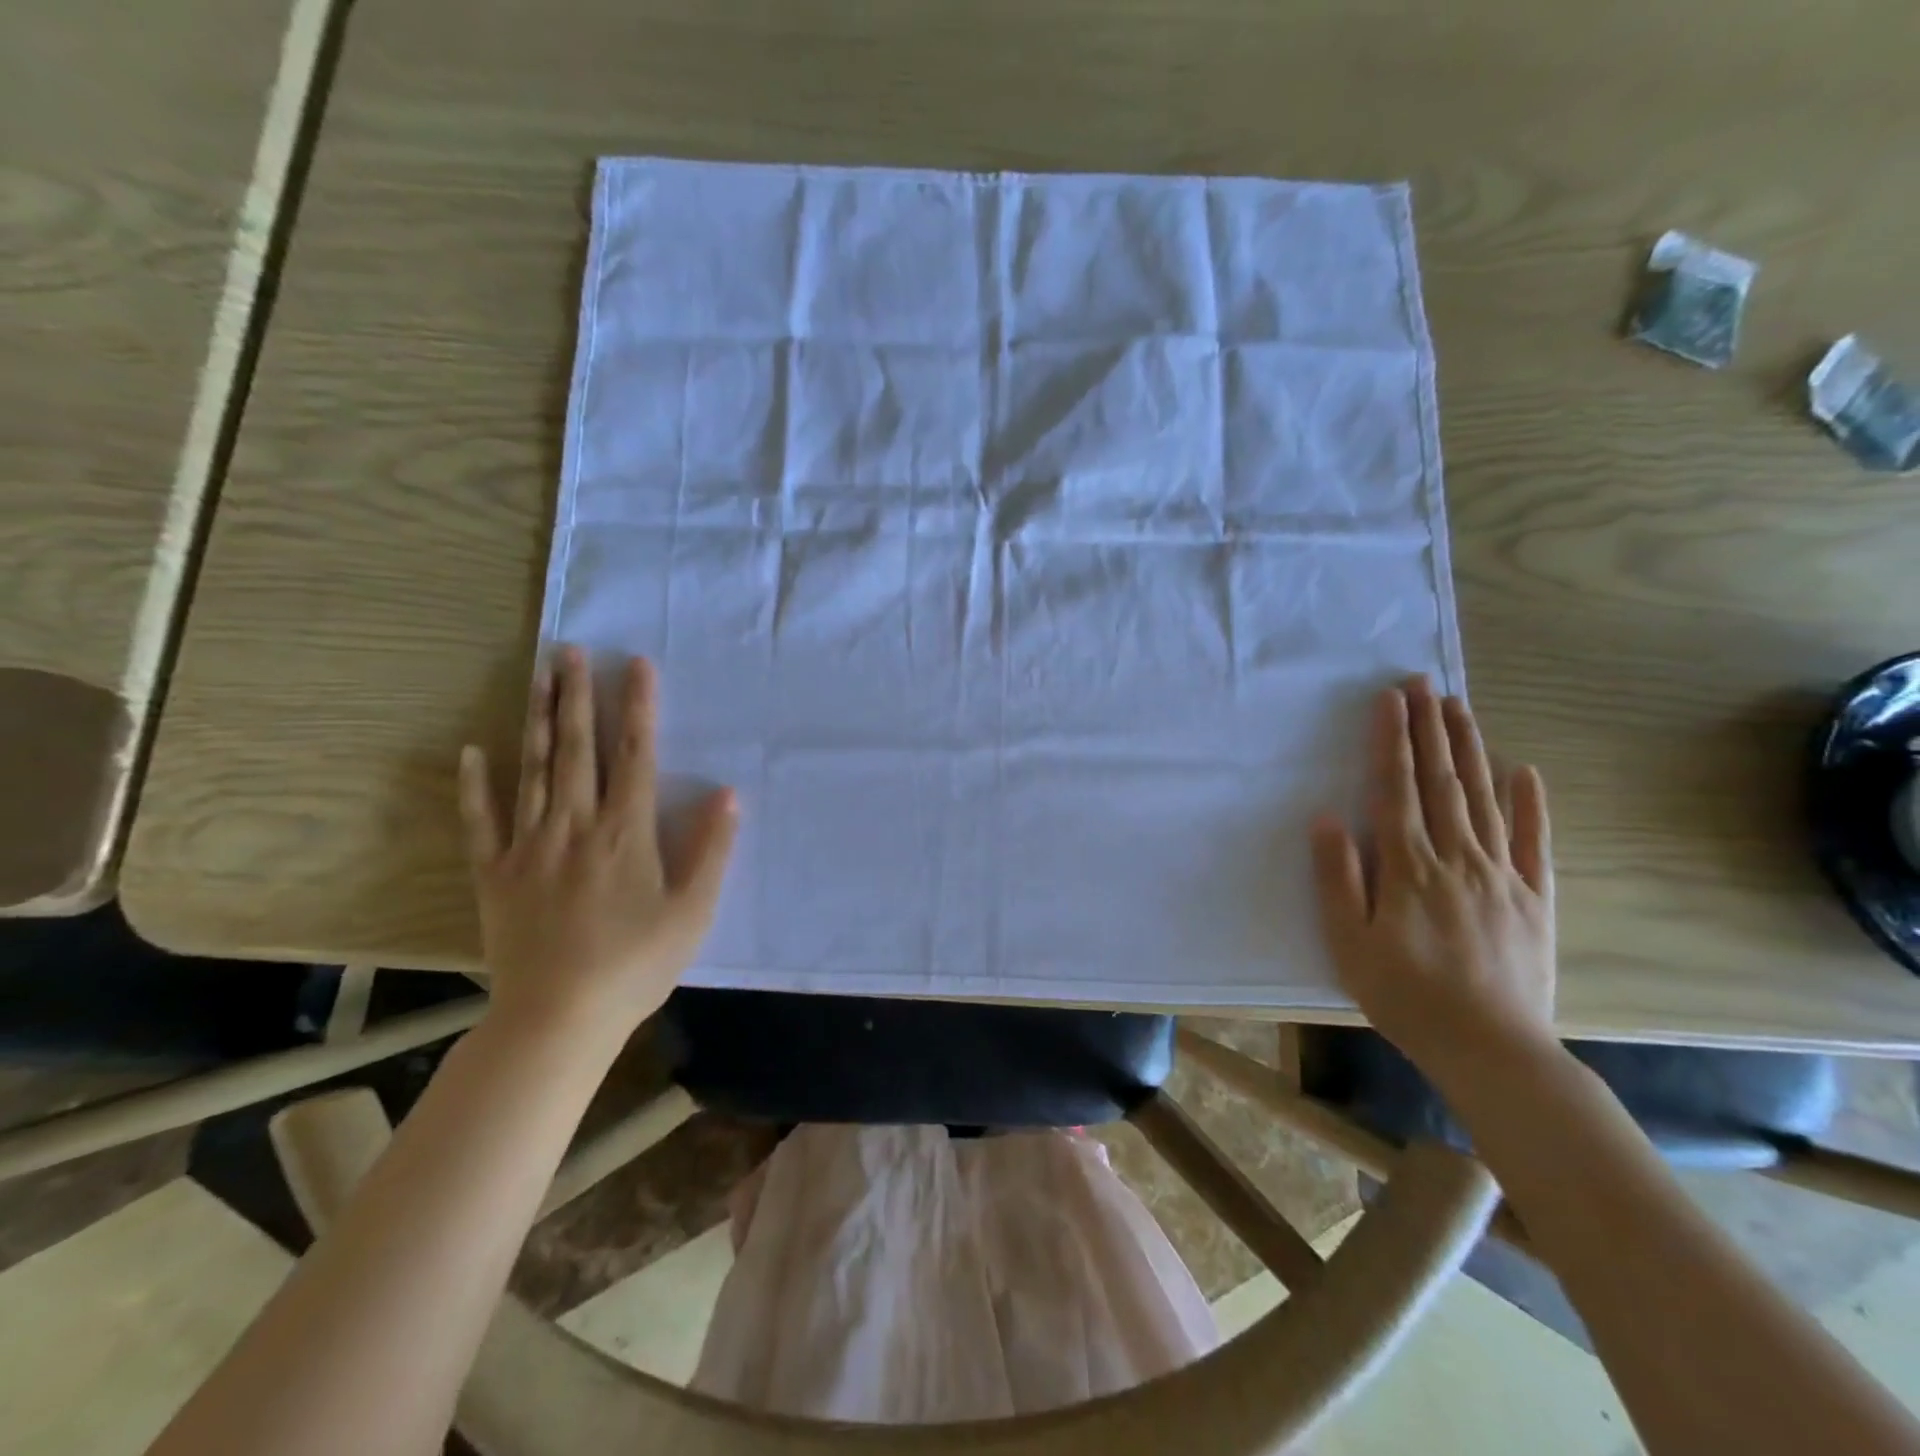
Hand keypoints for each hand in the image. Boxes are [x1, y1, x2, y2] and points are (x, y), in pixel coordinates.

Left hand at [458, 646, 737, 1042]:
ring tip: (537, 676)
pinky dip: (476, 785)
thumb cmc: (636, 965)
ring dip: (538, 719)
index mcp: (625, 833)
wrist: (558, 1018)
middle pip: (577, 749)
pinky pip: (482, 821)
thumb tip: (726, 794)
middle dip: (577, 695)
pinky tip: (474, 751)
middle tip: (571, 651)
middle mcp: (575, 826)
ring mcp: (529, 846)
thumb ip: (711, 849)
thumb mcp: (693, 911)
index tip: (636, 665)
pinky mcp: (495, 873)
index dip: (637, 707)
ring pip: (534, 770)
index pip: (634, 755)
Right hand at [1310, 678, 1557, 1094]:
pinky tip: (1524, 771)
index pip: (1396, 789)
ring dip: (1470, 749)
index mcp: (1408, 867)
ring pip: (1483, 799)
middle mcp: (1456, 858)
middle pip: (1441, 781)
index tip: (1390, 700)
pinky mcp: (1534, 898)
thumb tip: (1326, 818)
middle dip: (1429, 728)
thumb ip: (1338, 877)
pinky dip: (1529, 804)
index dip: (1391, 741)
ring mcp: (1501, 875)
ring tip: (1459, 708)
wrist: (1491, 1049)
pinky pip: (1533, 842)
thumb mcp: (1349, 942)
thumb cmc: (1405, 995)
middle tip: (1424, 683)